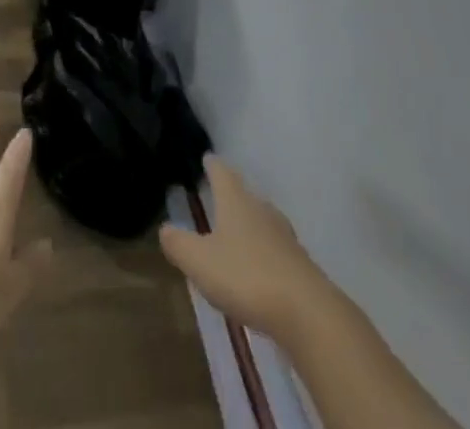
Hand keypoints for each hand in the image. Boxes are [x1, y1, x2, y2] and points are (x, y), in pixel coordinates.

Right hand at [160, 155, 332, 344]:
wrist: (306, 311)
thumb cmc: (245, 276)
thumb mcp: (200, 262)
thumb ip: (179, 244)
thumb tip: (164, 228)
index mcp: (236, 201)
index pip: (222, 172)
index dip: (212, 165)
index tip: (207, 157)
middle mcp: (261, 209)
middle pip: (244, 194)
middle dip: (231, 194)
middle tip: (218, 195)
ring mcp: (284, 236)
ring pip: (262, 220)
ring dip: (249, 223)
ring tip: (236, 232)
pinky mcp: (299, 264)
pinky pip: (275, 248)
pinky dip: (264, 252)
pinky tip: (257, 268)